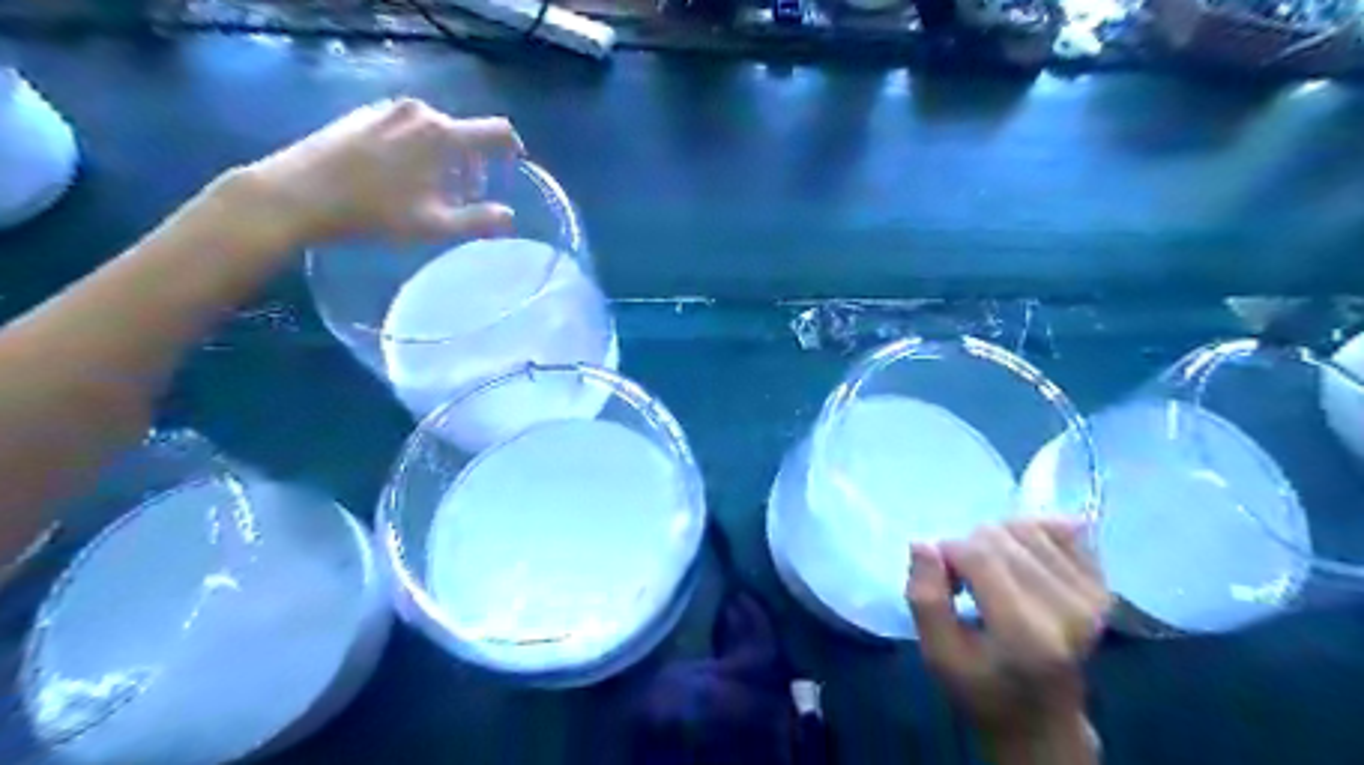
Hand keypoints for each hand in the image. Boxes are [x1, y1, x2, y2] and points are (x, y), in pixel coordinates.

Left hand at [230, 95, 521, 247]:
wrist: (299, 194)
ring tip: (427, 191)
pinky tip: (395, 177)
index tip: (511, 170)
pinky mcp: (363, 112)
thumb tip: (509, 216)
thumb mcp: (435, 225)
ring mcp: (388, 108)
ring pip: (434, 131)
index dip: (512, 150)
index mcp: (443, 135)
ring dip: (443, 159)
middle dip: (471, 165)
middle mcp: (420, 112)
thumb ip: (479, 220)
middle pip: (464, 134)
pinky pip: (406, 127)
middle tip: (461, 198)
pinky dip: (415, 149)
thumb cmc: (375, 212)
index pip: (497, 131)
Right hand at [904, 521, 1107, 757]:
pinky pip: (1061, 528)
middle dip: (969, 547)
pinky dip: (1032, 533)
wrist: (1042, 721)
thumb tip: (923, 544)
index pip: (976, 554)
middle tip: (964, 582)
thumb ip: (925, 598)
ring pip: (1025, 526)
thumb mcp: (937, 654)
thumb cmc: (980, 688)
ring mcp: (1091, 597)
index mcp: (1024, 633)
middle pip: (999, 536)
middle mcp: (1066, 610)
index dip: (946, 554)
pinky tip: (1021, 560)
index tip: (944, 582)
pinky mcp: (1103, 588)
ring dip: (997, 540)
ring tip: (990, 572)